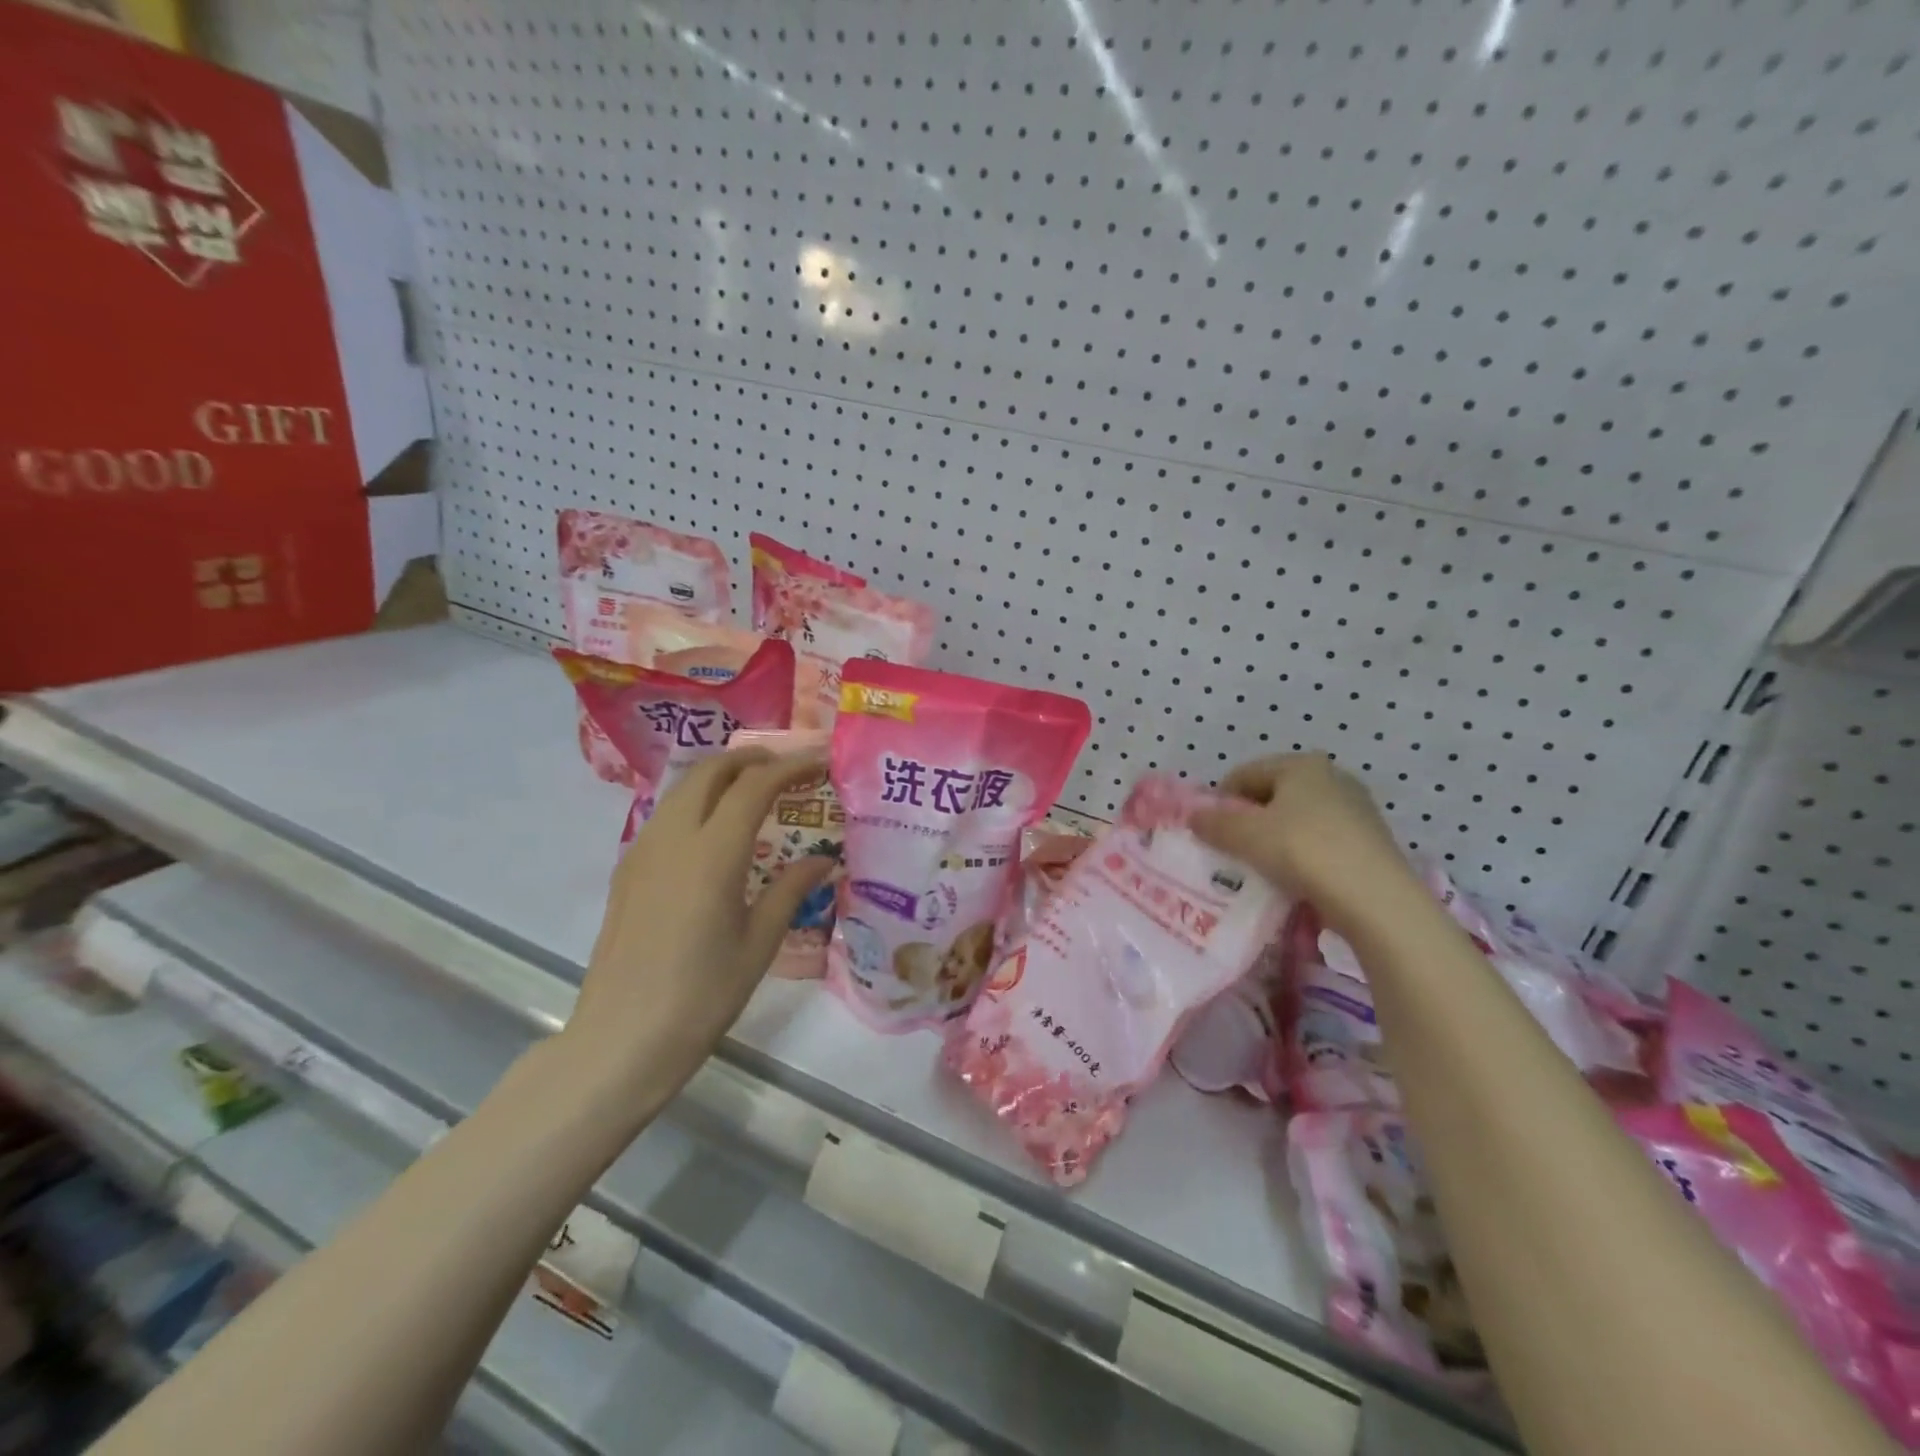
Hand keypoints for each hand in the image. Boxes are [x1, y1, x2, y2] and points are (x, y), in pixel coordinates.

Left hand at [563, 749, 833, 1116]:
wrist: (621, 1039)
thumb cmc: (702, 996)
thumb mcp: (759, 944)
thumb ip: (791, 890)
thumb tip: (824, 859)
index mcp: (713, 854)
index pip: (755, 785)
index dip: (791, 765)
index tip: (820, 760)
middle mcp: (674, 838)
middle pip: (712, 771)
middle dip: (753, 758)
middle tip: (788, 767)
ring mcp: (643, 850)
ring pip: (684, 788)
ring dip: (722, 775)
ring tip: (757, 789)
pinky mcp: (627, 869)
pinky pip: (667, 813)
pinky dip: (699, 800)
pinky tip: (717, 828)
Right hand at [1190, 753, 1420, 937]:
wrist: (1376, 899)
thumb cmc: (1303, 851)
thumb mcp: (1246, 835)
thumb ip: (1214, 822)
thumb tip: (1192, 816)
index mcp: (1301, 764)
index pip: (1245, 773)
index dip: (1220, 799)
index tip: (1210, 830)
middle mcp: (1332, 777)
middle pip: (1272, 794)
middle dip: (1248, 819)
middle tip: (1232, 849)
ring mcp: (1356, 809)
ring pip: (1297, 819)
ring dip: (1274, 838)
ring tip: (1261, 867)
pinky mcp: (1370, 840)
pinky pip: (1320, 840)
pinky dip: (1301, 854)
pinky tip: (1294, 878)